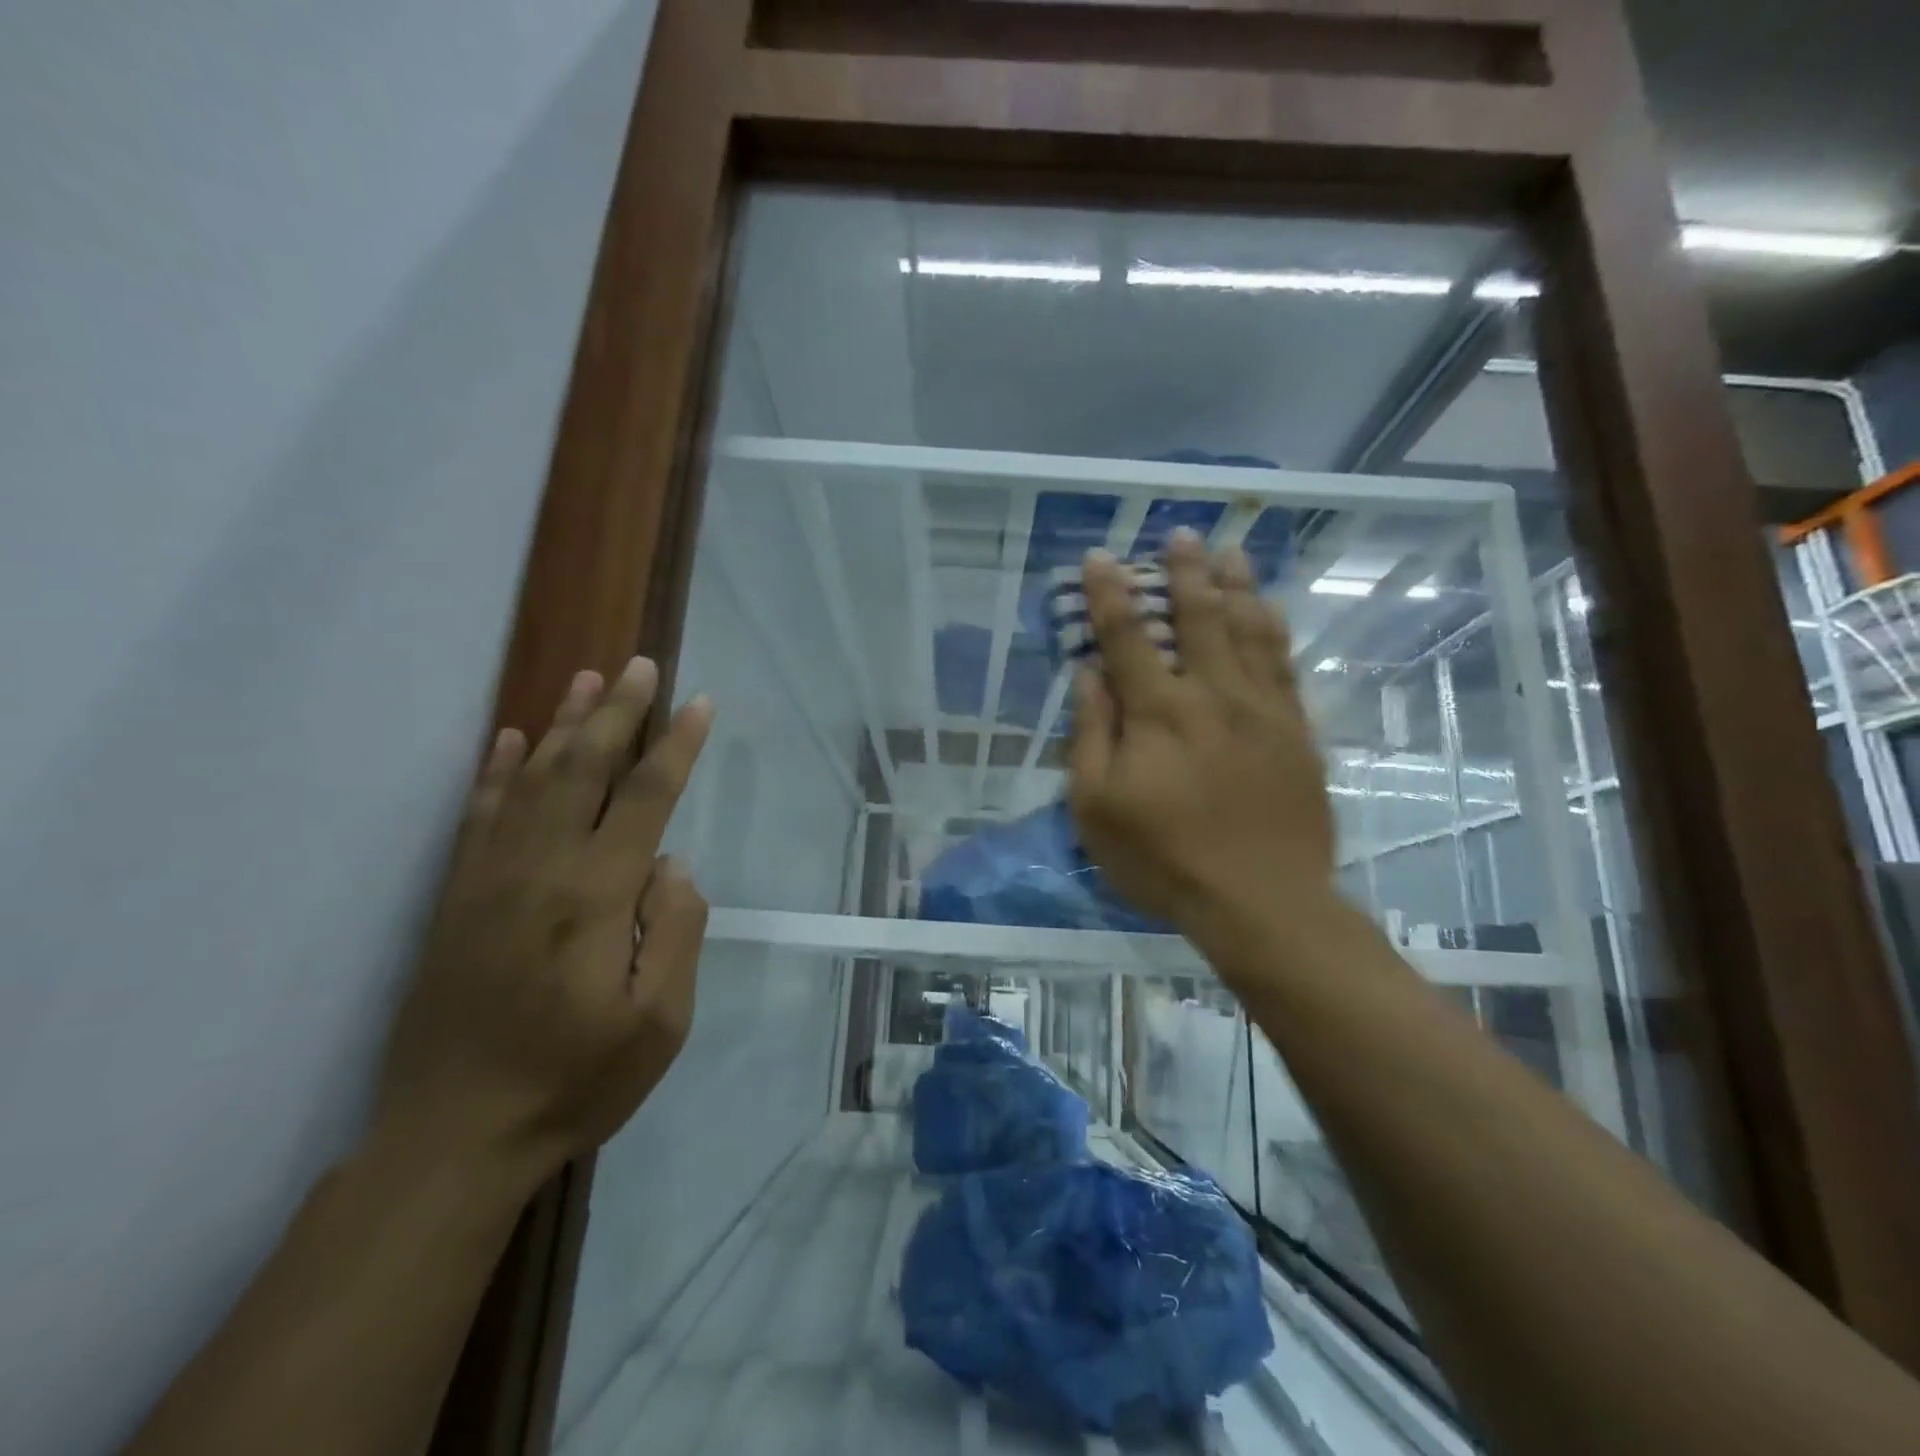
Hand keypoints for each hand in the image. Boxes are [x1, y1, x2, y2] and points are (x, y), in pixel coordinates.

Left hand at [376, 658, 713, 1181]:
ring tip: (587, 679)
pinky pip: (480, 816)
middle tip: (641, 664)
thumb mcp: (660, 1022)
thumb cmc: (575, 1081)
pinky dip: (498, 771)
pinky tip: (513, 739)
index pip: (647, 798)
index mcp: (596, 896)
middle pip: (585, 770)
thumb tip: (672, 863)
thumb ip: (678, 931)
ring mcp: (490, 879)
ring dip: (563, 724)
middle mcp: (540, 869)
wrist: (453, 1137)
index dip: (677, 745)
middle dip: (619, 712)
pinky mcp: (457, 898)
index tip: (700, 702)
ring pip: (532, 780)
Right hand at [1068, 531, 1336, 956]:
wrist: (1262, 901)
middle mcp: (1212, 695)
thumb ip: (1091, 736)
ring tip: (1229, 551)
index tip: (1101, 558)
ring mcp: (1262, 710)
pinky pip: (1283, 664)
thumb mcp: (1097, 809)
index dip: (1110, 595)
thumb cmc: (1165, 859)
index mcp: (1159, 713)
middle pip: (1199, 617)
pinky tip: (1267, 609)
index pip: (1128, 637)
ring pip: (1248, 630)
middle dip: (1184, 571)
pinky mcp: (1296, 731)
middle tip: (1180, 533)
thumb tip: (1088, 677)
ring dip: (1235, 585)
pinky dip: (1272, 628)